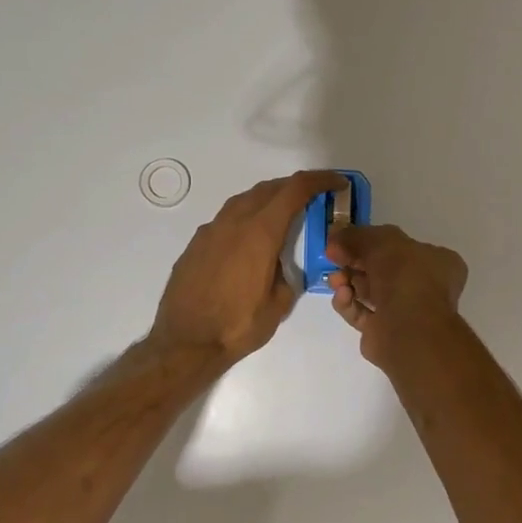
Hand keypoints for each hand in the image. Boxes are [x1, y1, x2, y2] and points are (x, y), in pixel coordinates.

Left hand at [148, 170, 345, 367]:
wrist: (185, 342)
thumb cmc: (237, 326)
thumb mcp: (279, 304)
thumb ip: (287, 276)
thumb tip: (282, 267)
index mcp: (260, 232)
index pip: (295, 190)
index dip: (319, 180)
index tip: (337, 182)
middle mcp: (234, 222)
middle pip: (269, 188)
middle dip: (295, 187)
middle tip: (314, 198)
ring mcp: (211, 231)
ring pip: (244, 200)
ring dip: (268, 199)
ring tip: (283, 215)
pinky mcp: (196, 244)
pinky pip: (226, 219)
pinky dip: (246, 217)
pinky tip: (250, 240)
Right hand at [325, 224, 468, 368]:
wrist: (409, 330)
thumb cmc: (404, 276)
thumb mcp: (380, 241)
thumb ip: (356, 236)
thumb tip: (334, 236)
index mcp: (436, 261)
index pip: (402, 246)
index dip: (371, 241)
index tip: (345, 240)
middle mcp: (424, 286)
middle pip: (381, 269)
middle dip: (354, 262)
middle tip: (333, 257)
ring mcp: (406, 312)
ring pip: (370, 292)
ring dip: (348, 282)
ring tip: (335, 280)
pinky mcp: (386, 333)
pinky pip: (362, 314)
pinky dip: (349, 303)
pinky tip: (341, 296)